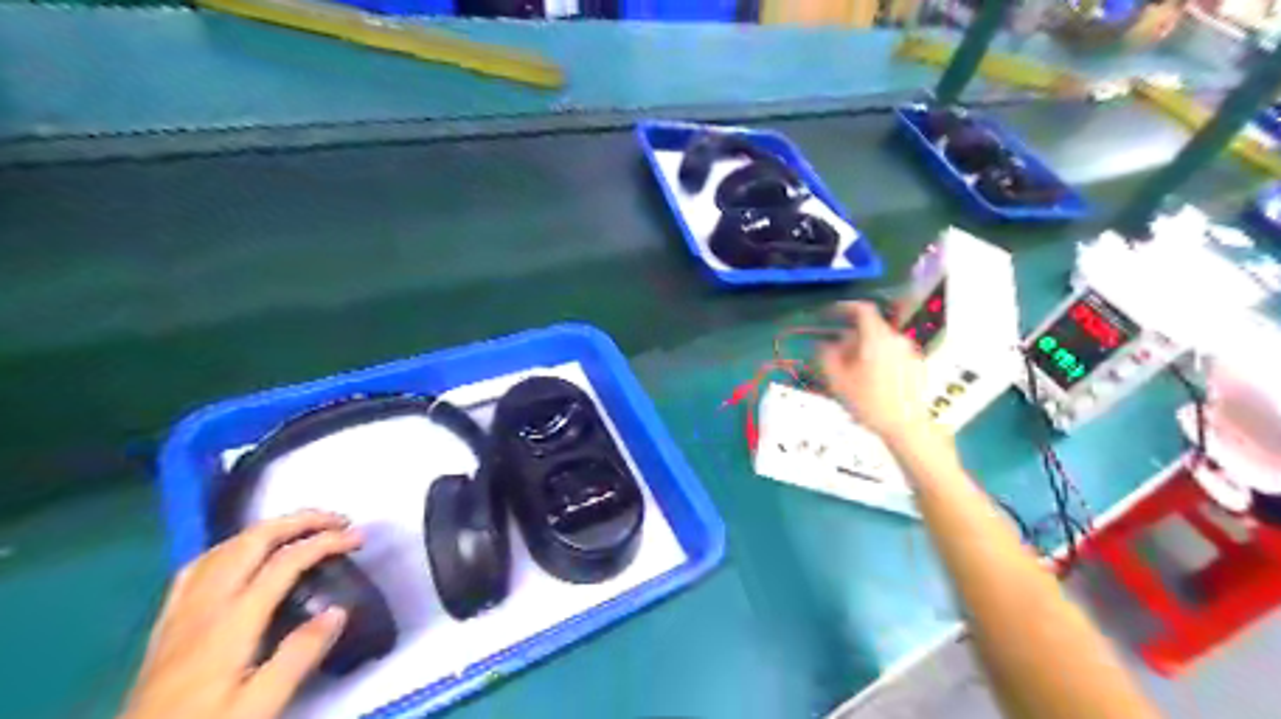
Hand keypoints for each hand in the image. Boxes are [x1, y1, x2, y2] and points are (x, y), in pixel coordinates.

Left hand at [120, 512, 360, 717]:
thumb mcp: (259, 705)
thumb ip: (299, 656)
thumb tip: (339, 610)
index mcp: (232, 621)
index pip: (286, 562)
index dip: (326, 542)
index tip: (359, 539)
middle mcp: (205, 604)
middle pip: (254, 540)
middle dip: (301, 520)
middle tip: (338, 520)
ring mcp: (181, 611)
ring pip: (226, 547)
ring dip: (270, 528)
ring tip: (302, 529)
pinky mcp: (167, 624)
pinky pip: (199, 566)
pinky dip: (232, 546)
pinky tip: (242, 553)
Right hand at [819, 300, 932, 439]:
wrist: (907, 427)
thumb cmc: (870, 403)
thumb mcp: (838, 381)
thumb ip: (828, 356)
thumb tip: (826, 345)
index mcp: (877, 338)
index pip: (863, 310)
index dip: (845, 308)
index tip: (832, 313)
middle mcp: (896, 339)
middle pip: (871, 328)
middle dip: (852, 337)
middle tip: (837, 355)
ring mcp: (909, 352)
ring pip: (881, 342)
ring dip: (865, 350)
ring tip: (853, 373)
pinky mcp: (917, 366)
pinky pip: (892, 354)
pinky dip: (879, 359)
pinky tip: (872, 382)